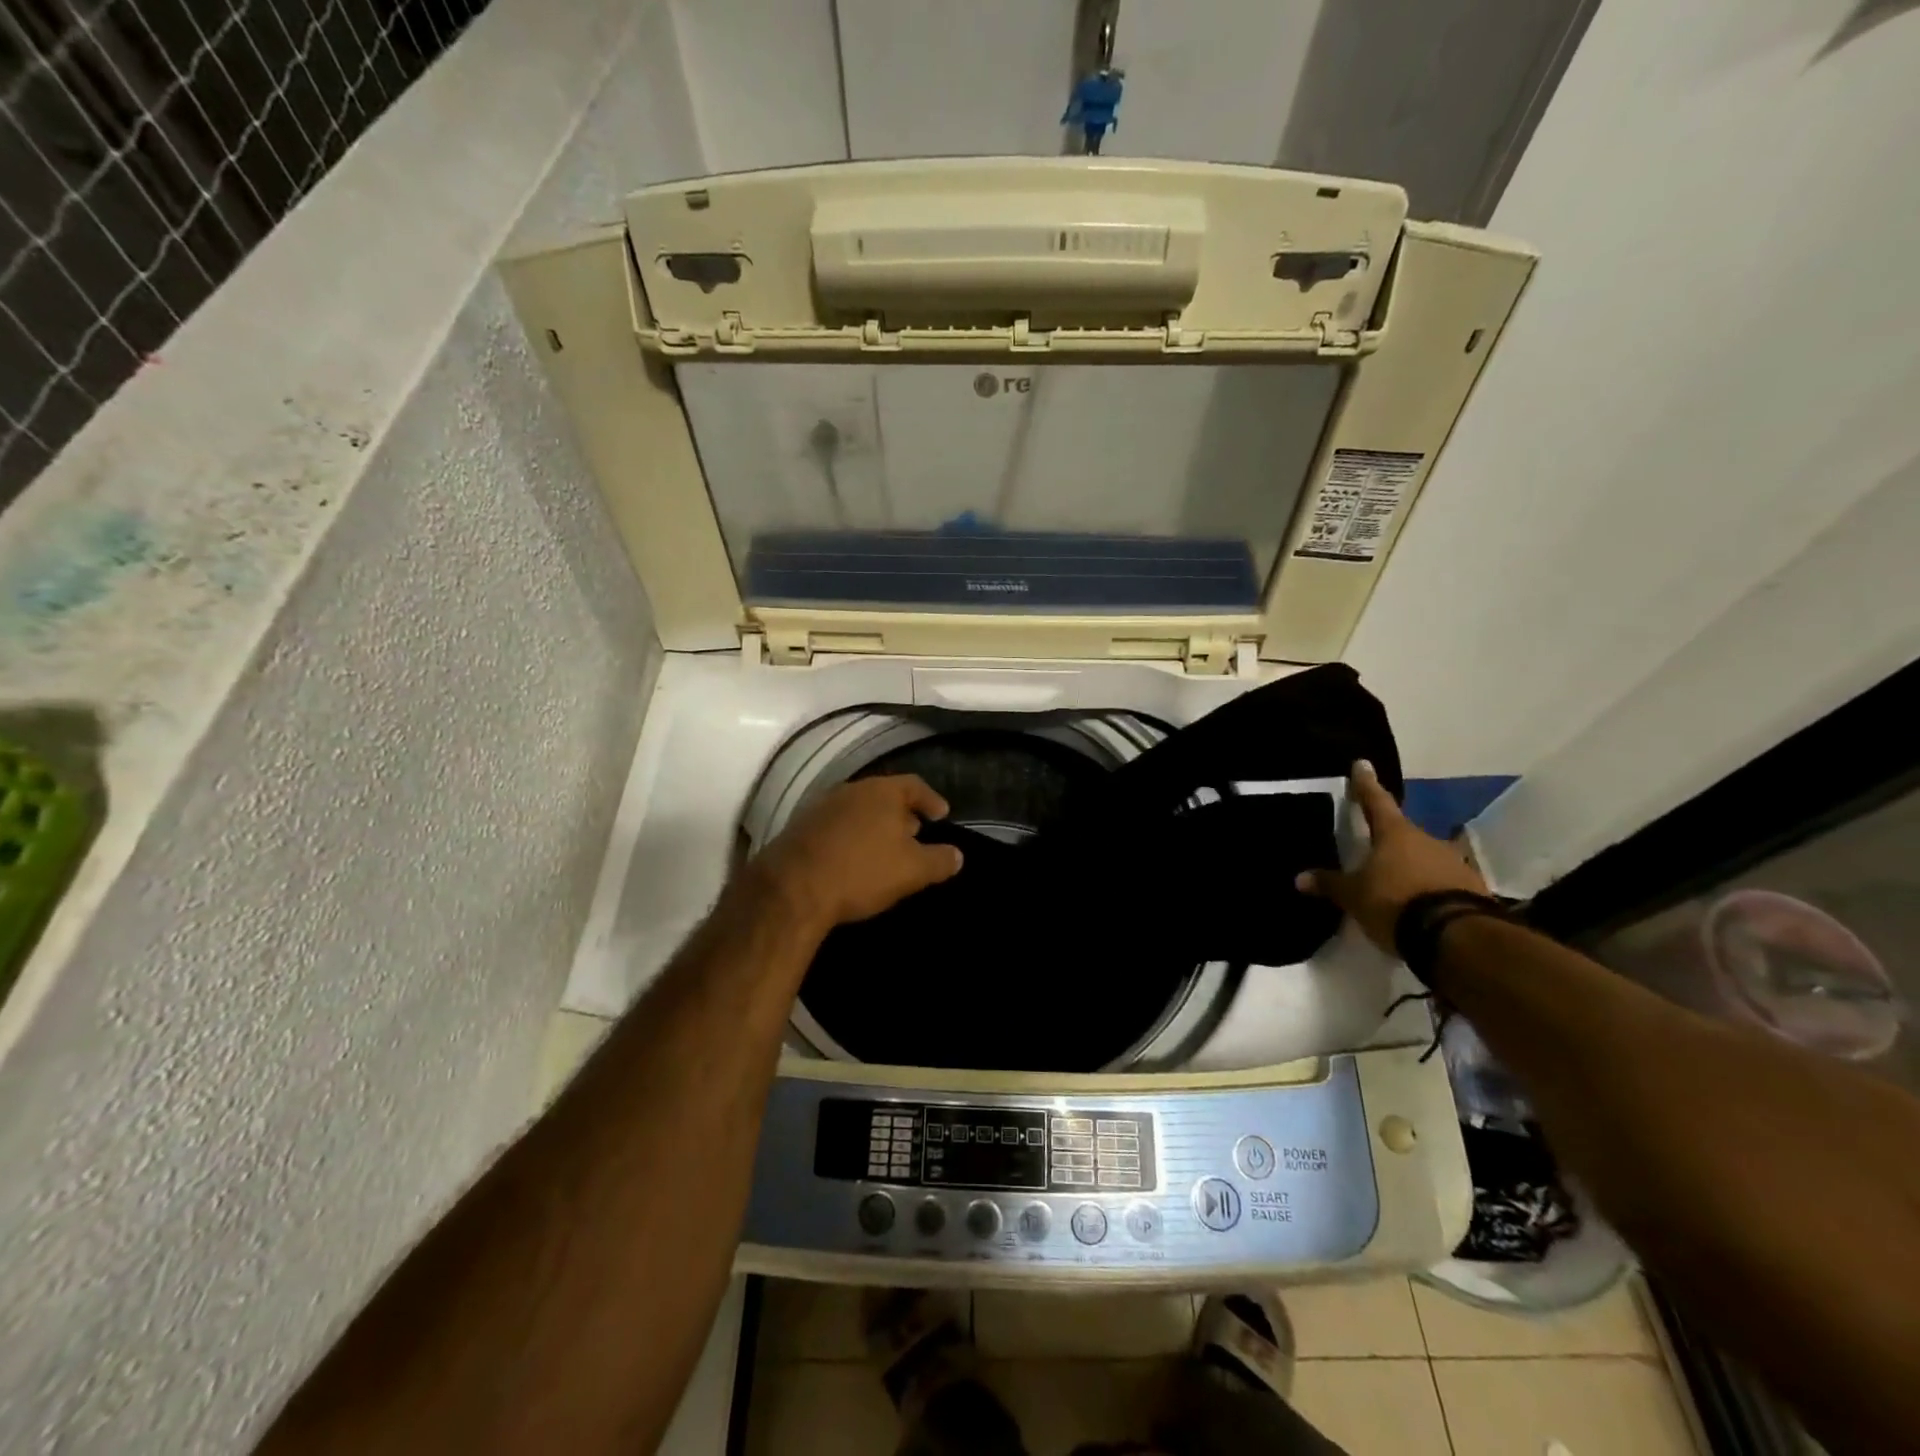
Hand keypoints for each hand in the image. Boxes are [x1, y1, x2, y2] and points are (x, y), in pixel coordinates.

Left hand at [752, 775, 964, 935]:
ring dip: (874, 826)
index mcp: (882, 792)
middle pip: (884, 796)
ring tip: (885, 848)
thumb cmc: (862, 871)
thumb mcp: (913, 870)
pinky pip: (837, 827)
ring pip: (859, 811)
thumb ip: (940, 860)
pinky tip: (853, 859)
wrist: (792, 888)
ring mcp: (822, 807)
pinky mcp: (800, 828)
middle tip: (916, 833)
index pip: (915, 786)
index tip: (942, 815)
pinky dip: (851, 838)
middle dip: (902, 813)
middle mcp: (851, 790)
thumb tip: (957, 855)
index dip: (931, 800)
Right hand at [1297, 760, 1487, 951]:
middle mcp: (1427, 840)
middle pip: (1402, 832)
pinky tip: (1421, 902)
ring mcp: (1455, 863)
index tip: (1362, 764)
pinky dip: (1431, 887)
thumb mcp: (1354, 896)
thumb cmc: (1396, 902)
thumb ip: (1330, 884)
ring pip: (1426, 856)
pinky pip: (1444, 881)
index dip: (1365, 784)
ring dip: (1412, 864)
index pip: (1375, 801)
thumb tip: (1300, 878)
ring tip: (1396, 881)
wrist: (1457, 937)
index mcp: (1395, 833)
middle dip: (1388, 837)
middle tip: (1373, 845)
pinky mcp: (1473, 889)